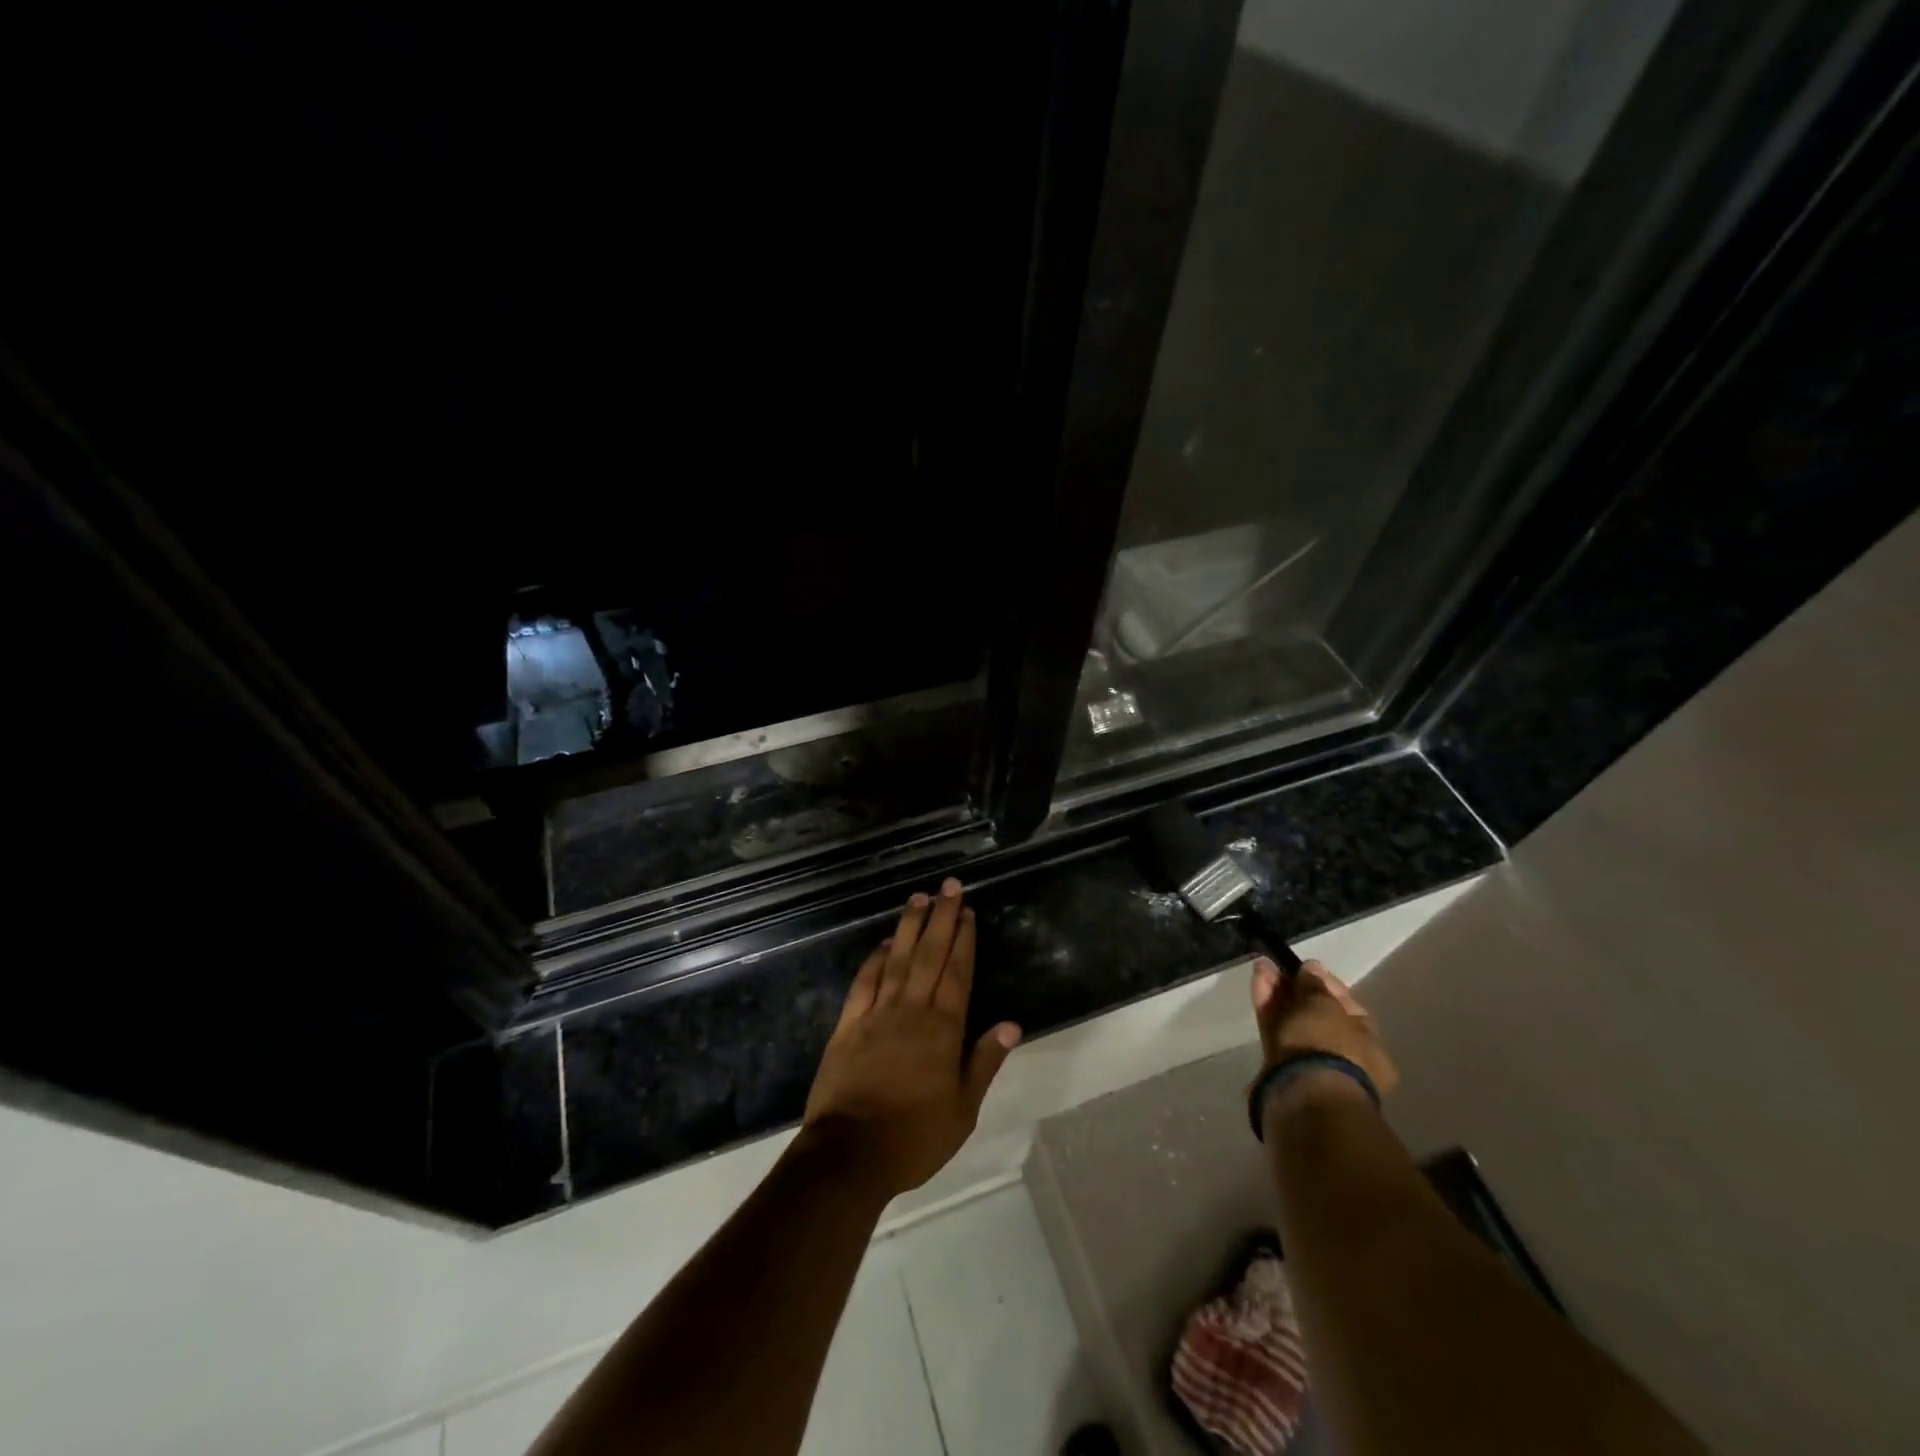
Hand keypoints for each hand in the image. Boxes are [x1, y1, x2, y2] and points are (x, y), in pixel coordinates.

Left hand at [802, 879, 1021, 1197]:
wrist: (849, 1154)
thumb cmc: (914, 1137)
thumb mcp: (963, 1110)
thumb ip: (985, 1062)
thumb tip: (1011, 1024)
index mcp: (942, 1030)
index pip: (957, 973)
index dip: (964, 939)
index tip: (968, 911)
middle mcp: (911, 1011)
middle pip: (930, 955)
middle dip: (942, 918)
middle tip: (949, 886)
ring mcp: (876, 1014)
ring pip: (897, 960)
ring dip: (910, 927)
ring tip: (919, 898)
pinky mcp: (848, 1025)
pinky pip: (864, 983)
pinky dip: (875, 959)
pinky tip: (885, 943)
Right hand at [1251, 958, 1397, 1095]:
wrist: (1303, 1091)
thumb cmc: (1329, 1044)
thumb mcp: (1325, 1005)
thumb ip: (1315, 985)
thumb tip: (1312, 968)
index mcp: (1368, 1046)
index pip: (1347, 1008)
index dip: (1327, 984)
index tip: (1307, 967)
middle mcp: (1341, 1056)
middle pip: (1315, 1014)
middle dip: (1296, 987)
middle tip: (1280, 965)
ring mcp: (1309, 1062)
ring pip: (1292, 1019)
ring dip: (1278, 992)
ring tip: (1262, 966)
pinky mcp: (1280, 1065)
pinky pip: (1275, 1027)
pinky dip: (1267, 1004)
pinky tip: (1258, 979)